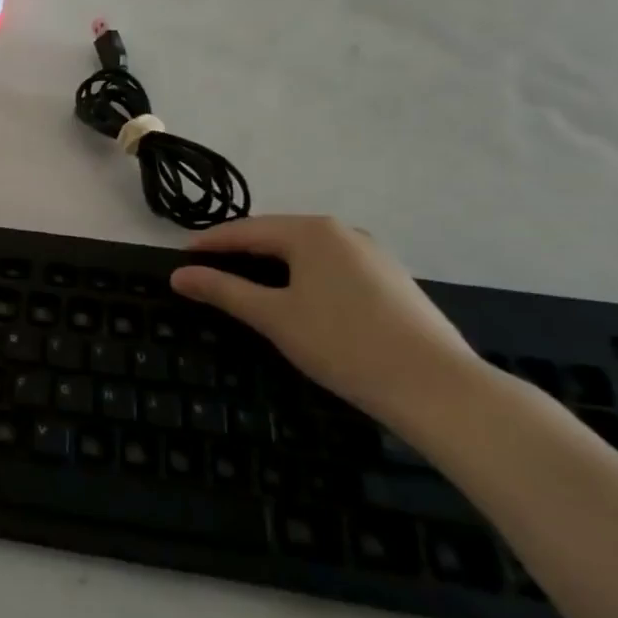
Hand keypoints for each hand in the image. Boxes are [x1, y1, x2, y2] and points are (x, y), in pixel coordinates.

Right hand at [170, 216, 490, 428]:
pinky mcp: (392, 281)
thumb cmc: (343, 343)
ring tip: (245, 286)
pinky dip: (303, 277)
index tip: (180, 259)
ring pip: (306, 252)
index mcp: (312, 232)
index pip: (245, 230)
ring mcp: (373, 255)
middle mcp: (343, 232)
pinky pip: (332, 268)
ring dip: (272, 265)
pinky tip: (296, 300)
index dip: (209, 244)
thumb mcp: (273, 316)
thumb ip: (223, 290)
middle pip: (276, 235)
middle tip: (207, 273)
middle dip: (240, 252)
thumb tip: (179, 275)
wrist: (438, 388)